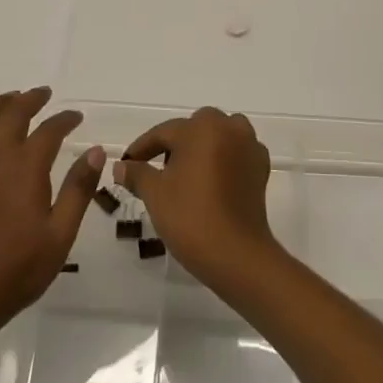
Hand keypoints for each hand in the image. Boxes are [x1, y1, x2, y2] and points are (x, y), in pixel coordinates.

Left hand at [0, 88, 103, 332]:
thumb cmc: (19, 266)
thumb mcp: (61, 232)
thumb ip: (79, 189)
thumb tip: (95, 151)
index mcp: (26, 167)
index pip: (49, 129)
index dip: (65, 119)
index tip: (77, 117)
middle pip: (12, 113)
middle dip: (31, 99)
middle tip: (44, 94)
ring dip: (0, 104)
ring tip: (12, 99)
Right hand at [115, 107, 279, 288]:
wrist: (237, 254)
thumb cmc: (191, 217)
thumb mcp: (155, 193)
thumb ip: (136, 173)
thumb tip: (121, 167)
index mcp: (202, 128)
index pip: (164, 132)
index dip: (142, 148)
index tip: (127, 163)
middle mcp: (229, 128)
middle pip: (195, 128)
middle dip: (175, 144)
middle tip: (157, 169)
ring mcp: (249, 147)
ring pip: (220, 135)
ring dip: (203, 147)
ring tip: (187, 174)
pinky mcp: (261, 168)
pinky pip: (237, 153)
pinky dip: (223, 159)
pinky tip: (211, 182)